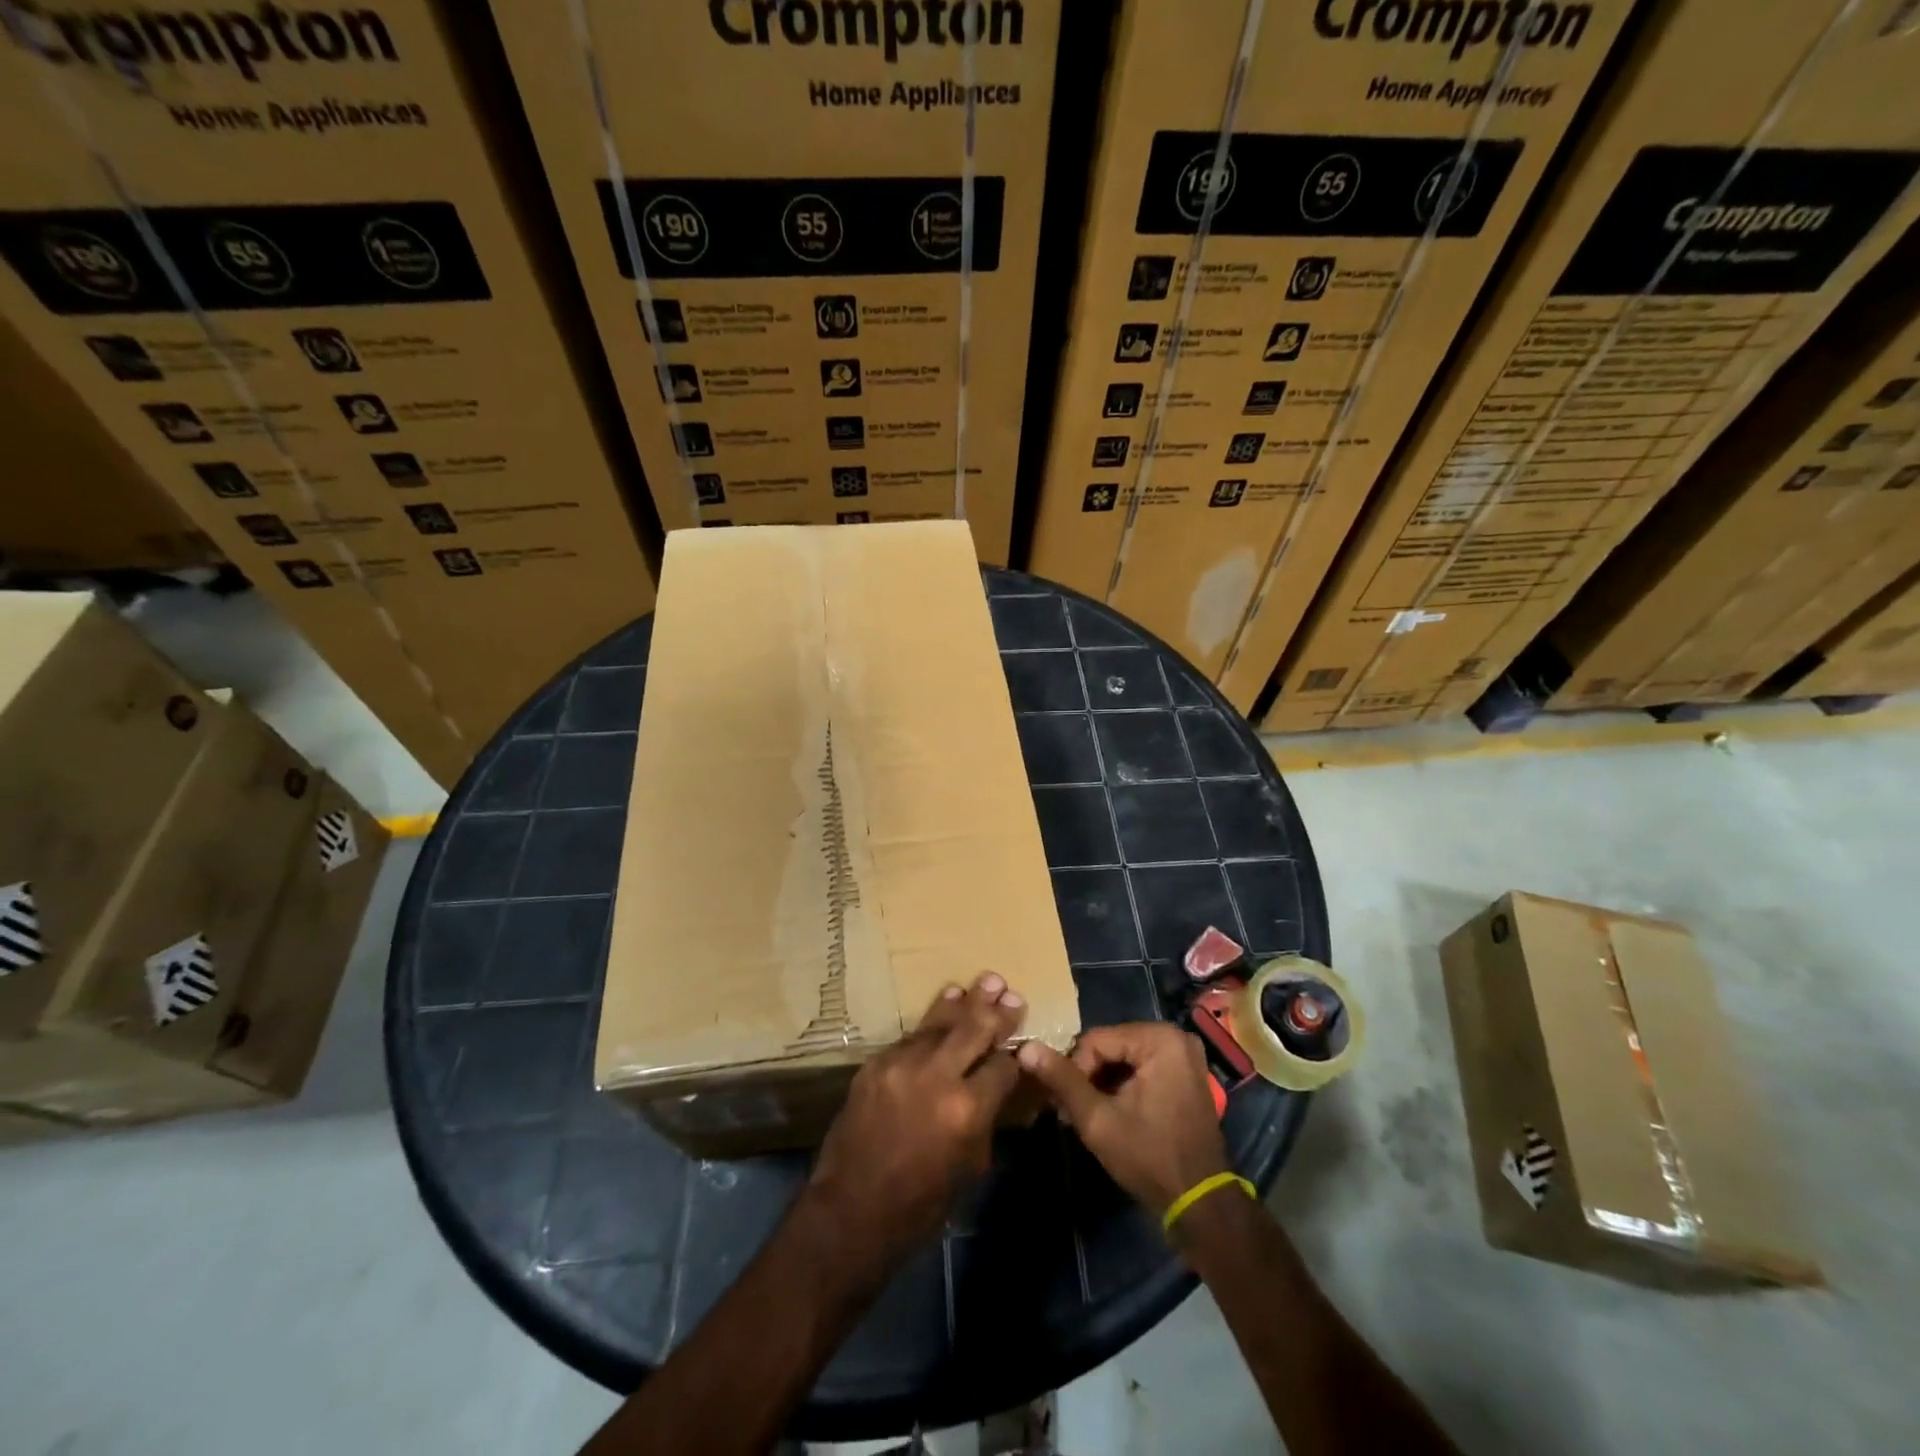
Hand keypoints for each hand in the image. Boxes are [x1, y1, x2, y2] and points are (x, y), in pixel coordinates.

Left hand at [806, 973, 1026, 1271]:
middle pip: (975, 1029)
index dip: (1015, 1056)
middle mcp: (937, 1076)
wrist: (851, 1209)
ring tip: (986, 981)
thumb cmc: (921, 1203)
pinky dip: (932, 1024)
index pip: (1003, 1066)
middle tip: (1011, 993)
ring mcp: (902, 1064)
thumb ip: (987, 1118)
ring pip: (941, 1023)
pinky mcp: (877, 1062)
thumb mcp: (970, 1165)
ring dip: (965, 1003)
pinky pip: (912, 1037)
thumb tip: (999, 1087)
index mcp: (967, 1109)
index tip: (1022, 1044)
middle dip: (996, 1012)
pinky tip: (946, 1005)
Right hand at [1018, 1022, 1228, 1215]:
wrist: (1201, 1205)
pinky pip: (1141, 1067)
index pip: (1095, 1041)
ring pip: (1123, 1058)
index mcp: (1159, 1038)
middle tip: (1072, 1112)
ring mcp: (1183, 1055)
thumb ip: (1062, 1081)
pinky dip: (1123, 1086)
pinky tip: (1112, 1113)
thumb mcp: (1098, 1120)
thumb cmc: (1150, 1158)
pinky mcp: (1185, 1074)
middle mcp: (1175, 1037)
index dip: (1074, 1072)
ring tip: (1089, 1116)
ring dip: (1103, 1083)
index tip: (1066, 1107)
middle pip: (1110, 1046)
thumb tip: (1026, 1048)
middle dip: (1088, 1077)